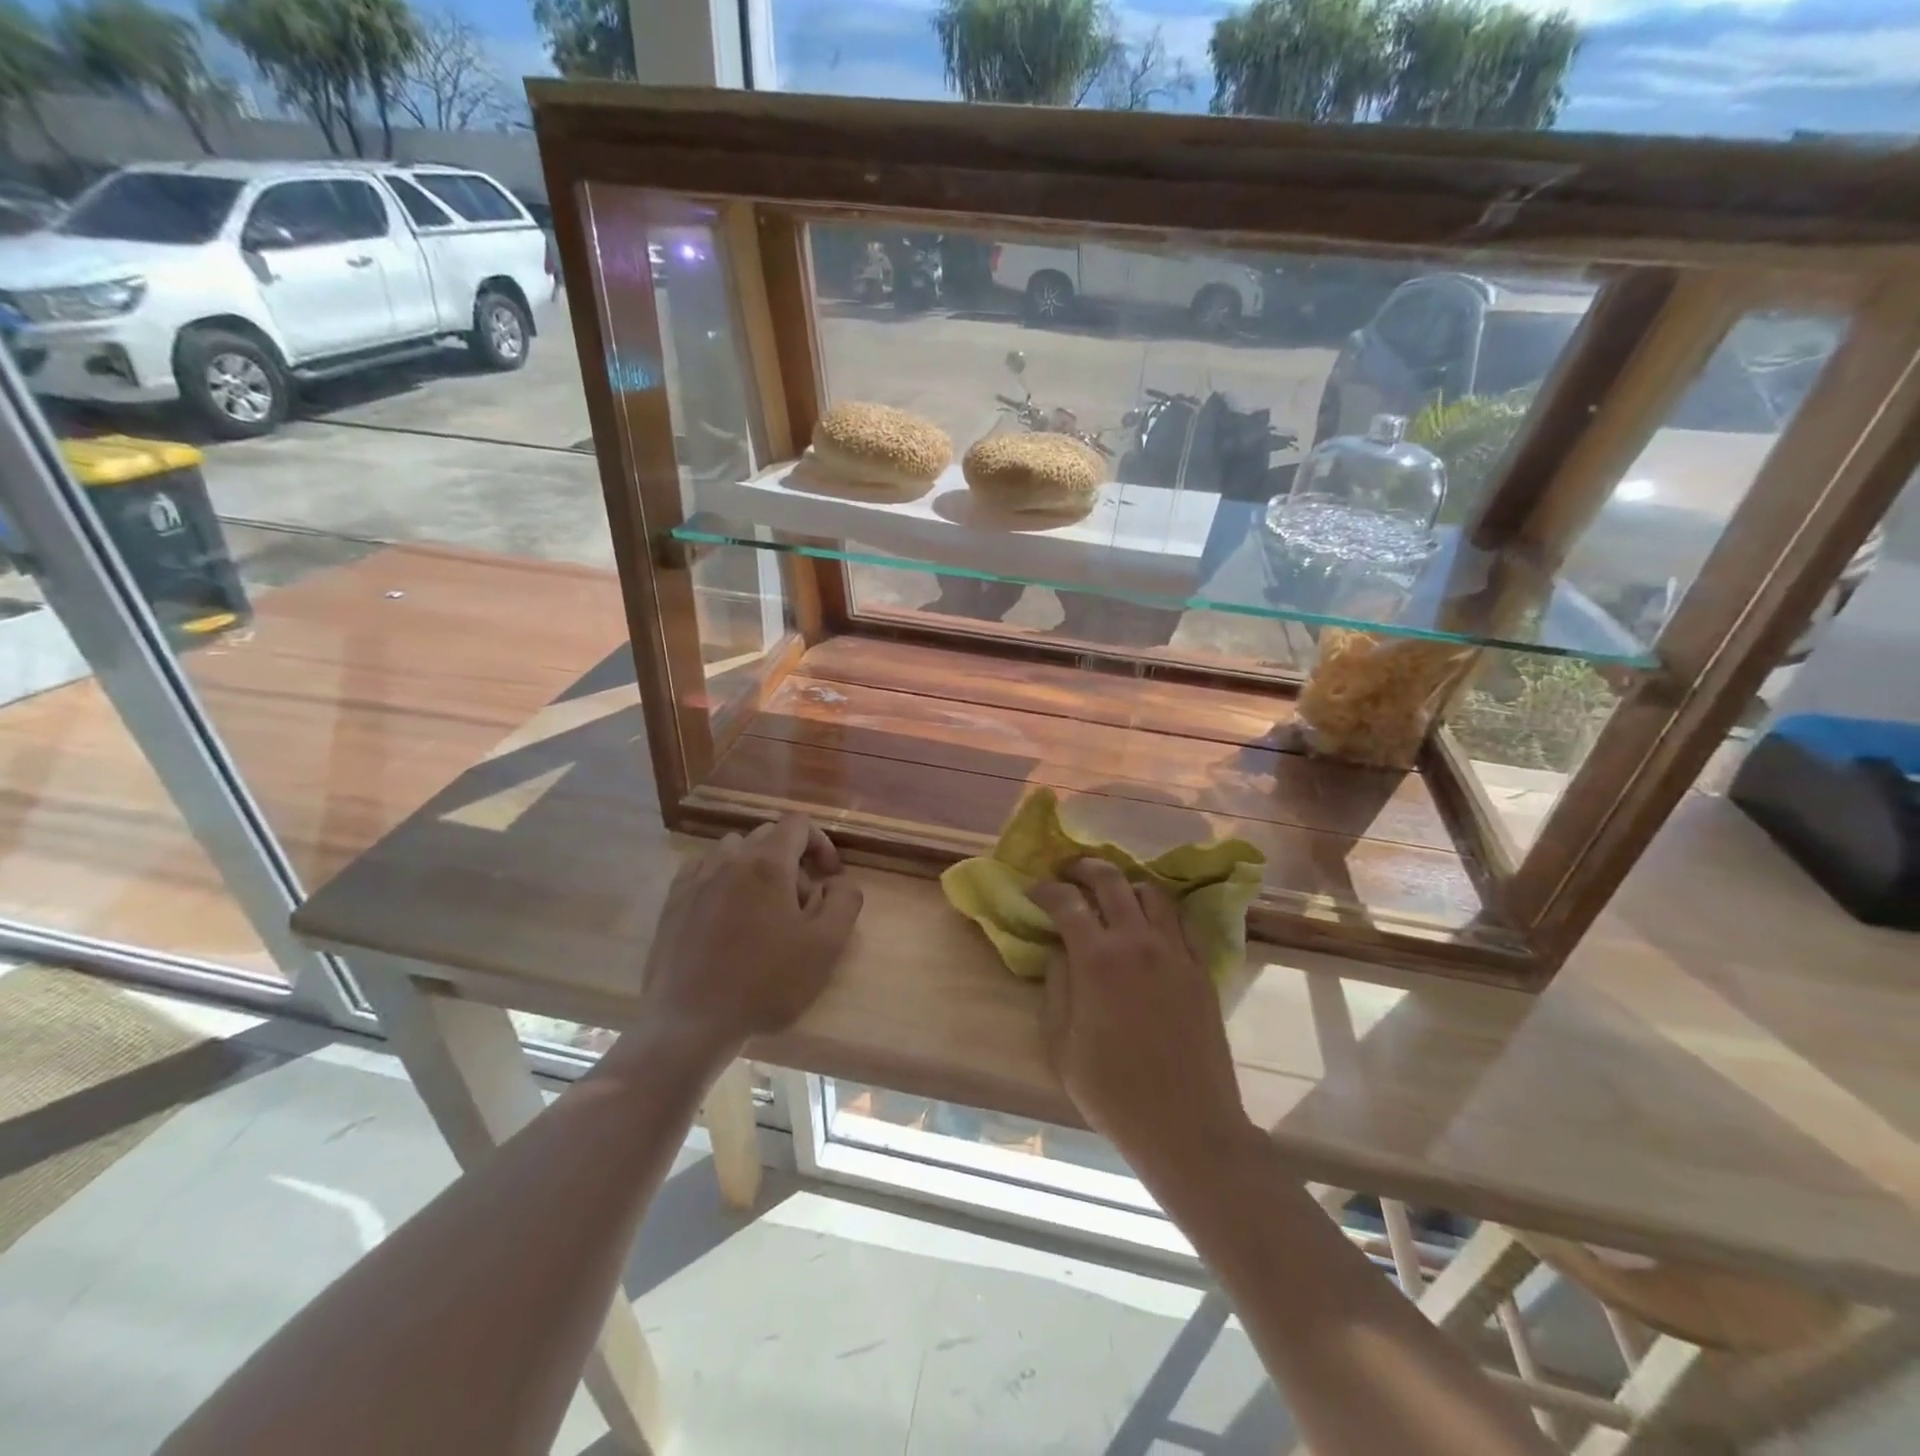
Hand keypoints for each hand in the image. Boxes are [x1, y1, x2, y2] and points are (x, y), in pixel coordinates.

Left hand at [639, 815, 862, 1059]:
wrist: (692, 1022)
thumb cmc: (766, 983)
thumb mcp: (826, 946)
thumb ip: (844, 902)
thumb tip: (839, 882)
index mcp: (768, 864)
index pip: (798, 824)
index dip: (820, 842)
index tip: (829, 877)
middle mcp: (729, 860)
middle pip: (766, 835)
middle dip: (791, 858)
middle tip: (801, 902)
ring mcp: (696, 880)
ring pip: (732, 850)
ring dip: (755, 867)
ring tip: (763, 907)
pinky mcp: (673, 903)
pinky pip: (702, 871)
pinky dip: (722, 879)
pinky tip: (727, 914)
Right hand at [1030, 859, 1257, 1181]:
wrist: (1187, 1126)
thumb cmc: (1114, 1093)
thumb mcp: (1062, 1045)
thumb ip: (1056, 988)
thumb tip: (1061, 953)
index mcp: (1097, 960)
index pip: (1067, 903)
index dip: (1046, 890)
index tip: (1034, 890)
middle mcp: (1137, 943)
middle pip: (1111, 881)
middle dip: (1084, 869)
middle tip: (1069, 873)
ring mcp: (1175, 952)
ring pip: (1151, 892)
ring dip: (1125, 885)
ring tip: (1111, 894)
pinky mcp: (1201, 969)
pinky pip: (1181, 921)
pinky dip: (1160, 910)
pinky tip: (1149, 923)